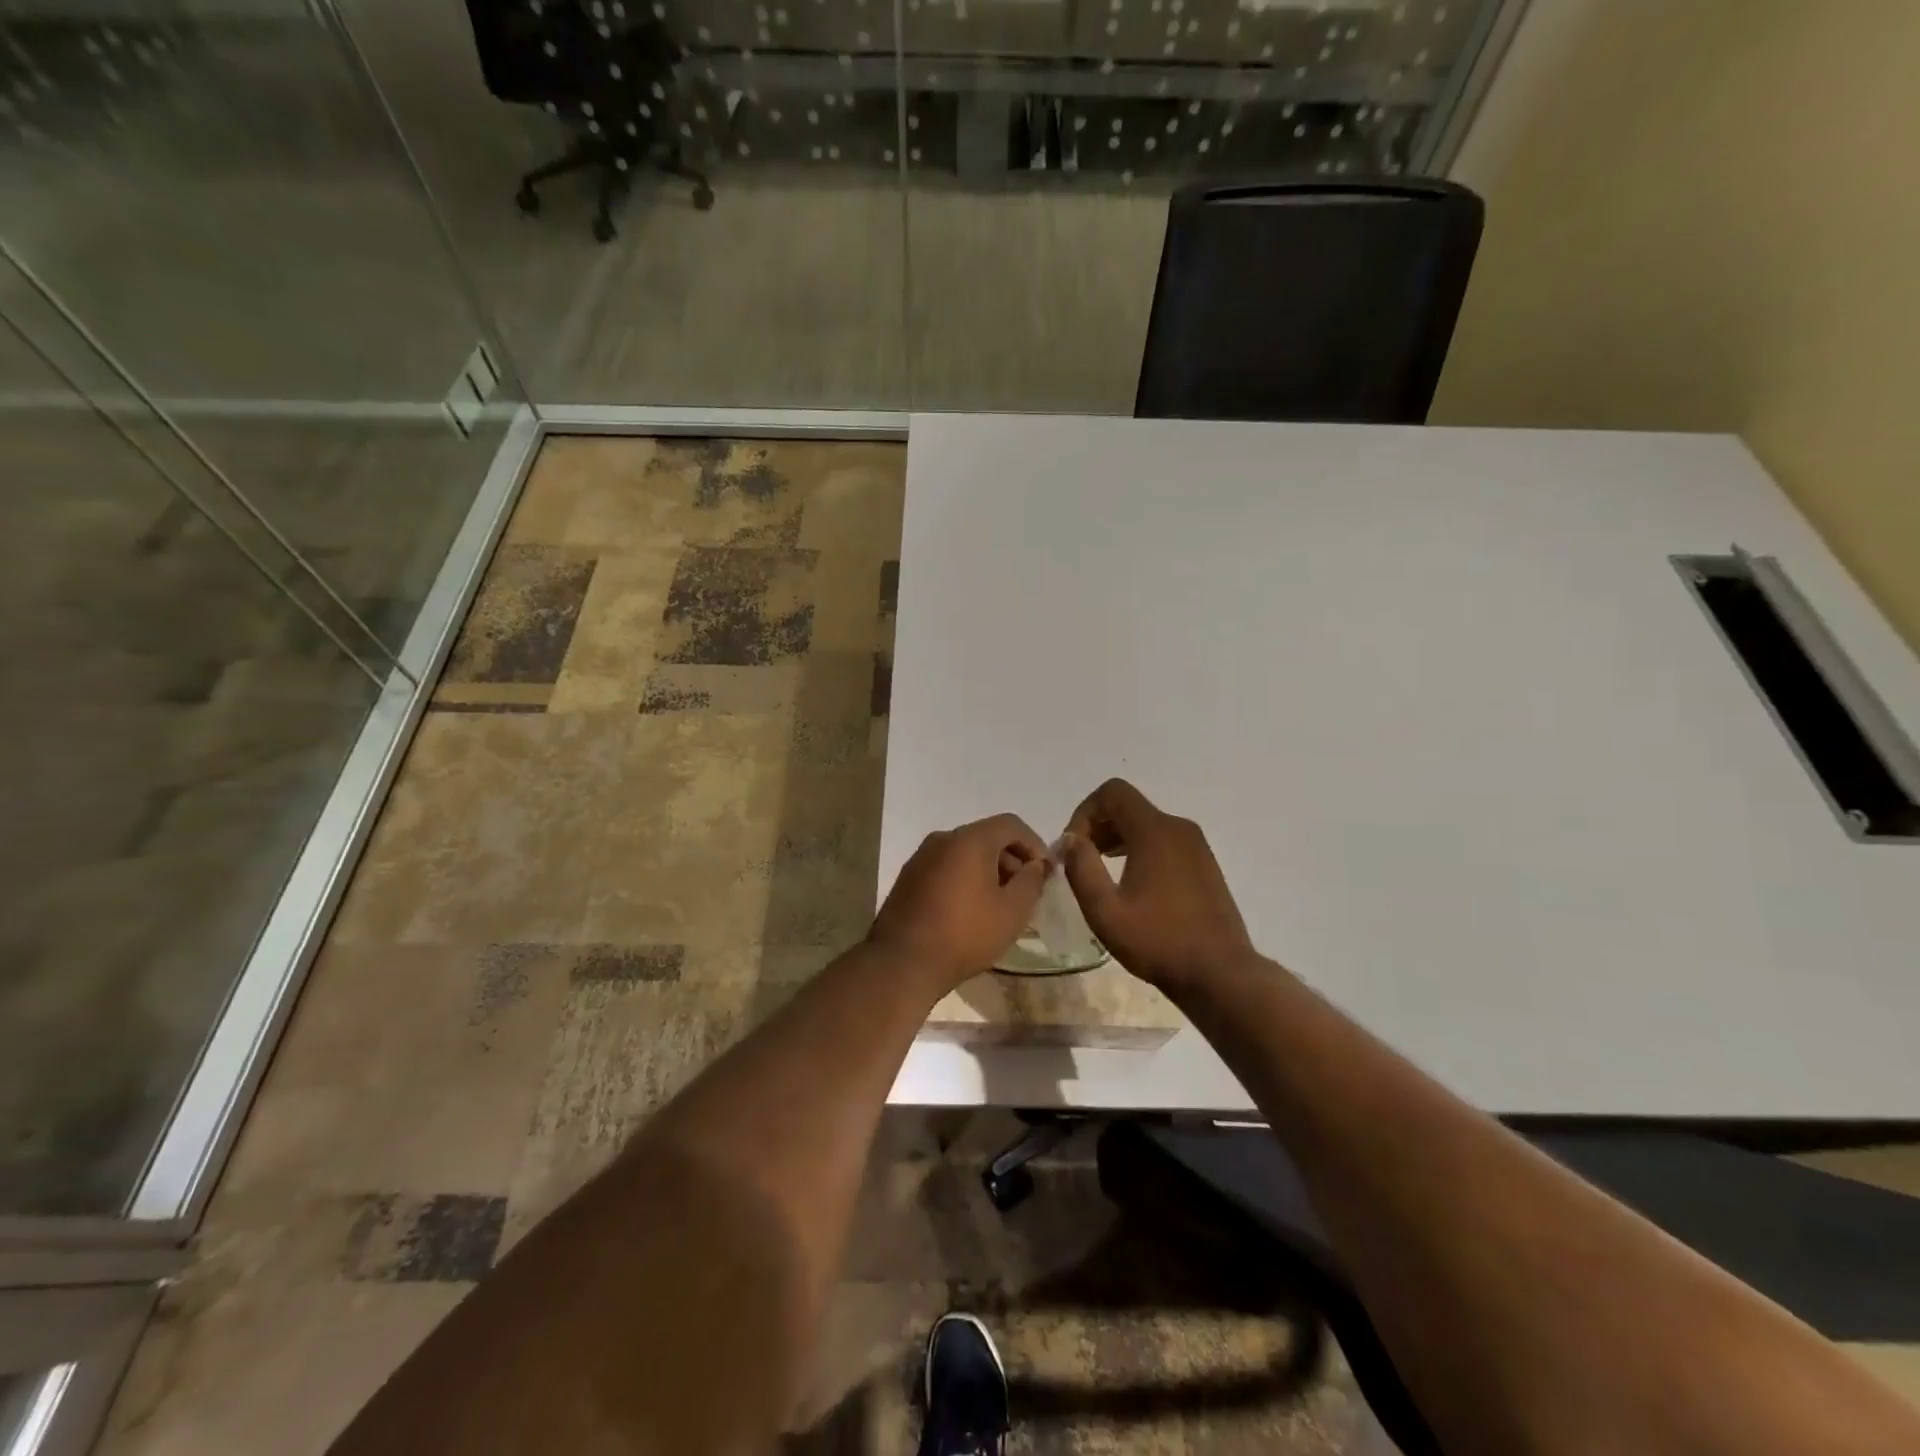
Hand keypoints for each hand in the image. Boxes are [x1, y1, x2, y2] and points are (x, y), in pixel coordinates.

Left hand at [868, 814, 1051, 992]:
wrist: (902, 962)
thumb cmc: (965, 934)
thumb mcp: (1013, 911)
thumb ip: (1031, 881)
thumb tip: (1035, 866)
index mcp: (969, 839)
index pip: (1011, 824)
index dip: (1035, 845)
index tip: (1045, 873)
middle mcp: (943, 839)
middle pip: (986, 836)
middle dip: (1011, 859)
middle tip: (1025, 891)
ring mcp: (921, 857)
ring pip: (964, 853)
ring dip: (988, 870)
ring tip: (999, 904)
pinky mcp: (908, 877)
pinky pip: (946, 867)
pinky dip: (965, 878)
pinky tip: (970, 910)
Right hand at [1060, 779, 1253, 990]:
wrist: (1220, 973)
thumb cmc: (1158, 941)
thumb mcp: (1105, 910)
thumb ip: (1081, 868)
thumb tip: (1070, 839)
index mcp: (1154, 831)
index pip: (1112, 792)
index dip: (1084, 812)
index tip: (1073, 847)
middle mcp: (1178, 828)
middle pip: (1129, 806)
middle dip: (1098, 825)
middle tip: (1081, 860)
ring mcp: (1196, 846)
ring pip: (1147, 824)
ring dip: (1117, 838)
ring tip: (1100, 871)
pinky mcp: (1204, 864)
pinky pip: (1164, 841)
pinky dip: (1140, 849)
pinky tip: (1131, 884)